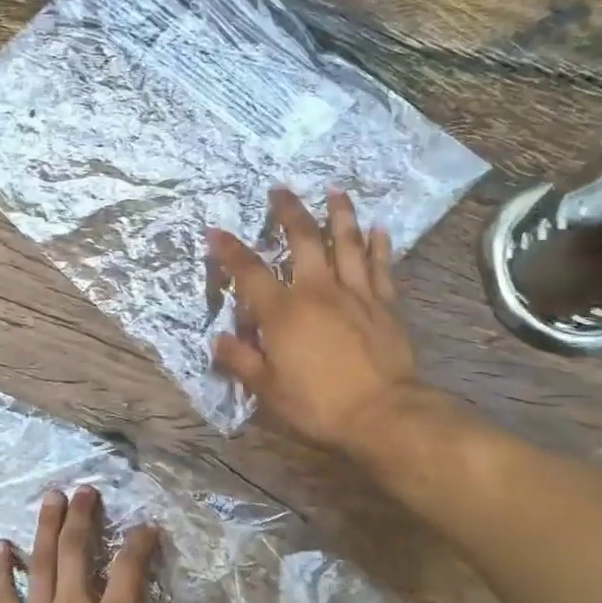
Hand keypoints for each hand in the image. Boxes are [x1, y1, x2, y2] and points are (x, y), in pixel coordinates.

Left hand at [0, 487, 194, 602]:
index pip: (129, 570)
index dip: (140, 542)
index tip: (148, 525)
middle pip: (78, 552)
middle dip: (83, 517)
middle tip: (86, 489)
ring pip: (41, 563)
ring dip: (47, 527)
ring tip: (51, 497)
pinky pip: (3, 596)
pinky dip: (1, 569)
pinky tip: (0, 545)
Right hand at [208, 187, 419, 454]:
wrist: (383, 413)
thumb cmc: (319, 403)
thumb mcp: (268, 389)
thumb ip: (241, 360)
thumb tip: (218, 339)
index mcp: (284, 311)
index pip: (250, 273)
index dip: (230, 250)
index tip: (216, 231)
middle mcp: (318, 291)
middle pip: (304, 240)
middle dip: (289, 212)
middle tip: (281, 189)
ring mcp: (355, 294)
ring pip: (347, 243)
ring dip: (340, 214)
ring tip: (336, 190)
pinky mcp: (385, 305)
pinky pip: (382, 267)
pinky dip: (380, 245)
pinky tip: (379, 227)